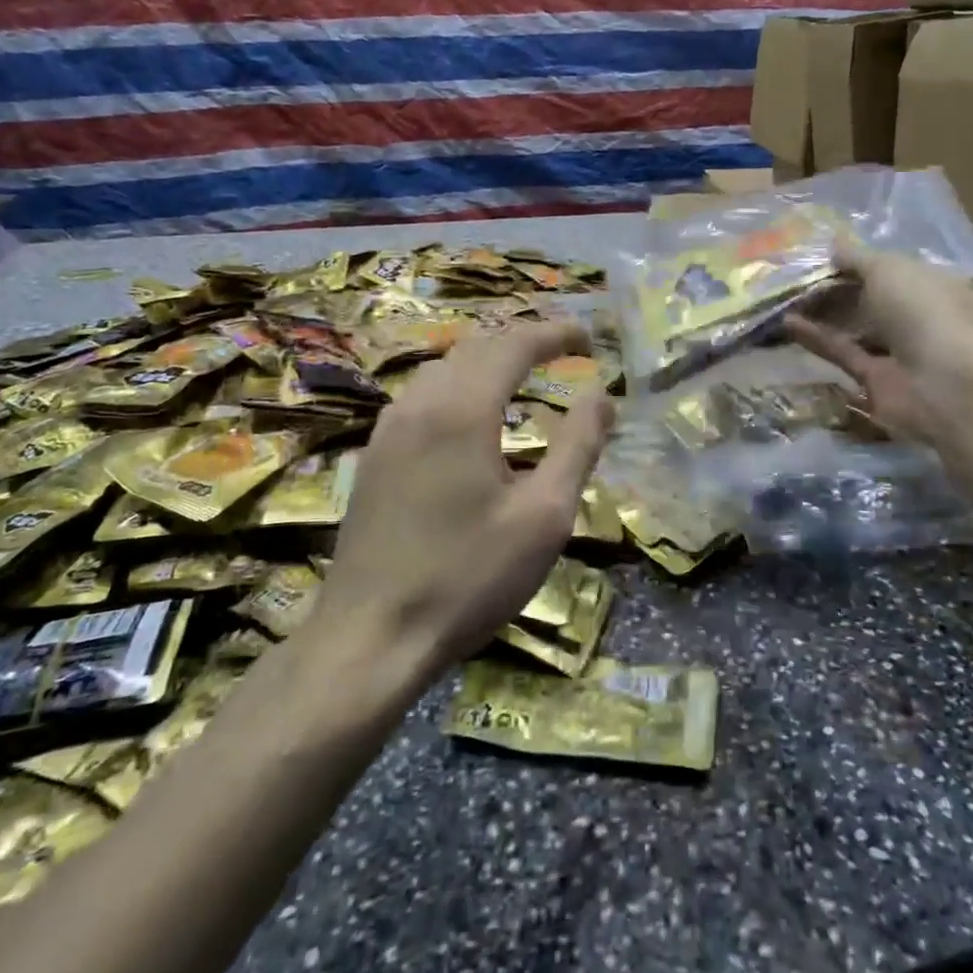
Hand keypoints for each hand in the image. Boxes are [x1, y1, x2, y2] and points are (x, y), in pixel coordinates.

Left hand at [312, 320, 613, 682]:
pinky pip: (423, 396)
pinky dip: (460, 384)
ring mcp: (389, 429)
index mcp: (462, 410)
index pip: (513, 345)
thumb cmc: (468, 578)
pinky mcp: (375, 456)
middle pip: (476, 347)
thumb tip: (603, 395)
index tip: (588, 338)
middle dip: (523, 340)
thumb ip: (578, 446)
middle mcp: (419, 404)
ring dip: (488, 359)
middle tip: (563, 350)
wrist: (370, 638)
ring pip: (444, 368)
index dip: (554, 334)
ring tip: (524, 373)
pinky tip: (473, 414)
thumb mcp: (544, 516)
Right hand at [786, 241, 972, 443]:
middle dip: (836, 288)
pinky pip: (843, 352)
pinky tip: (787, 324)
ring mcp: (898, 350)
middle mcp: (918, 316)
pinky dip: (817, 338)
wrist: (942, 383)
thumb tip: (833, 246)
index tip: (823, 256)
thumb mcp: (887, 268)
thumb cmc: (923, 310)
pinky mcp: (875, 379)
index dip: (859, 261)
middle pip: (870, 299)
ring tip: (785, 299)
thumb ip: (857, 257)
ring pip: (854, 328)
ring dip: (822, 314)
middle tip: (795, 278)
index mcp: (933, 284)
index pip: (892, 269)